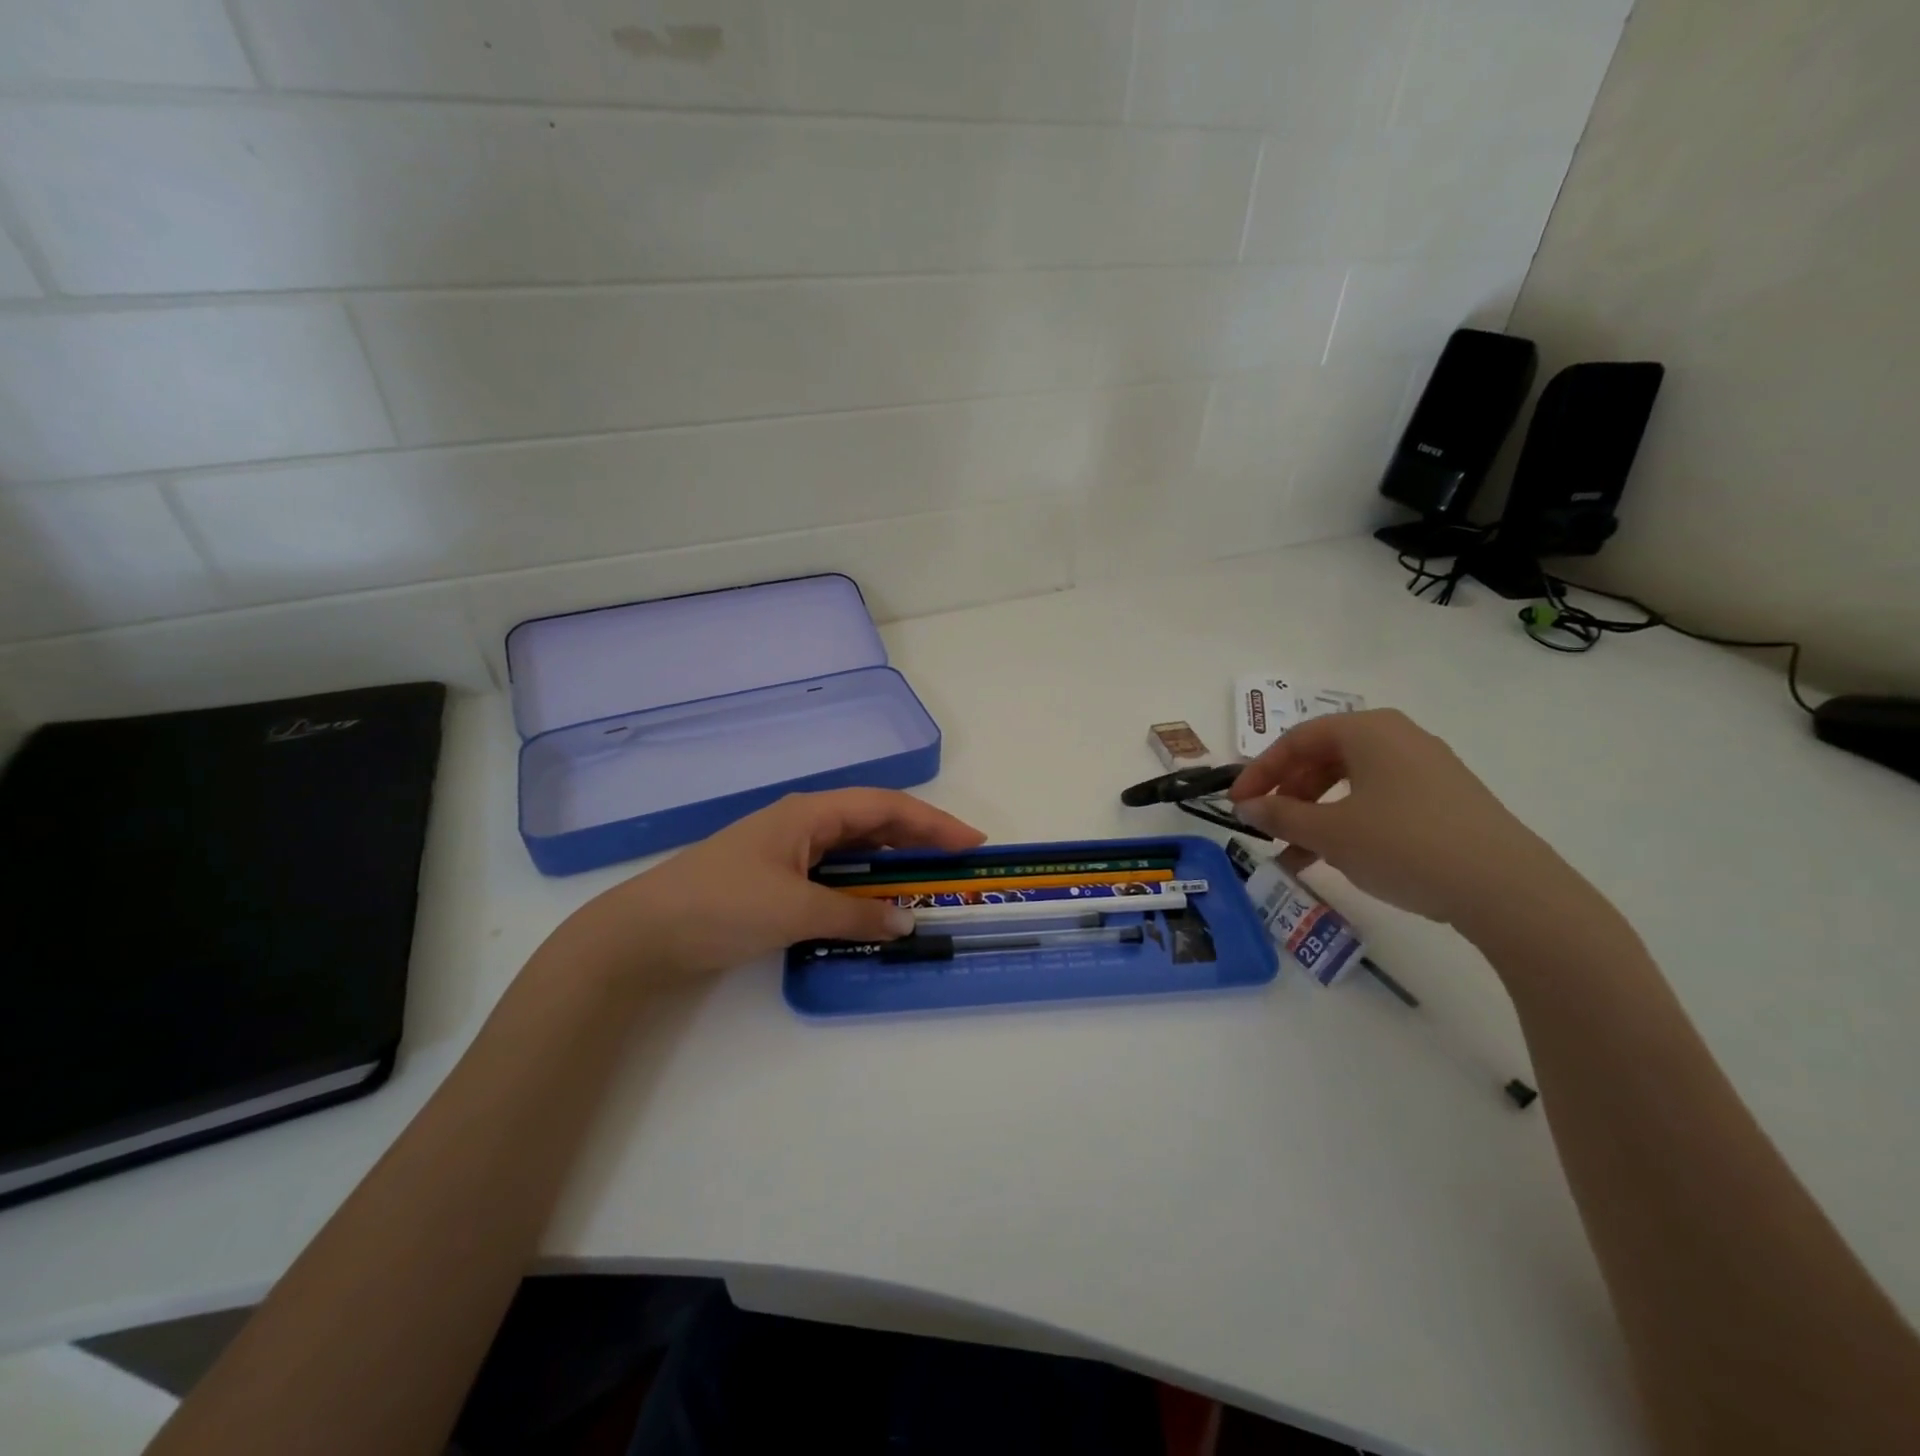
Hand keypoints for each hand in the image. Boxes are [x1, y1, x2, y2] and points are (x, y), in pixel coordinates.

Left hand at [543, 789, 985, 988]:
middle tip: (957, 864)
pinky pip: (835, 872)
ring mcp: (788, 849)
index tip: (971, 842)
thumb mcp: (795, 910)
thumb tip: (908, 921)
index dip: (933, 822)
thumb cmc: (721, 905)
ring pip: (855, 848)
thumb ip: (856, 914)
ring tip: (927, 883)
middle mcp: (804, 822)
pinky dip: (863, 885)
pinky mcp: (776, 877)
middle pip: (874, 822)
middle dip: (919, 839)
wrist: (644, 933)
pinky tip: (876, 903)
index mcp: (810, 813)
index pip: (886, 808)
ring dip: (892, 863)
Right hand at [1228, 709, 1577, 930]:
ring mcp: (1427, 768)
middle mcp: (1398, 738)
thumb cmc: (1404, 844)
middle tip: (1266, 825)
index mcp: (1368, 730)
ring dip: (1315, 813)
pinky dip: (1348, 822)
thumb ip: (1281, 815)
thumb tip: (1247, 806)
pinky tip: (1337, 857)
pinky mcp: (1446, 799)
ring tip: (1295, 852)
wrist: (1507, 889)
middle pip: (1324, 758)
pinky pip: (1379, 800)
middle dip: (1288, 793)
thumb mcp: (1330, 832)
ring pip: (1350, 783)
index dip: (1259, 771)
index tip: (1237, 803)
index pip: (1296, 740)